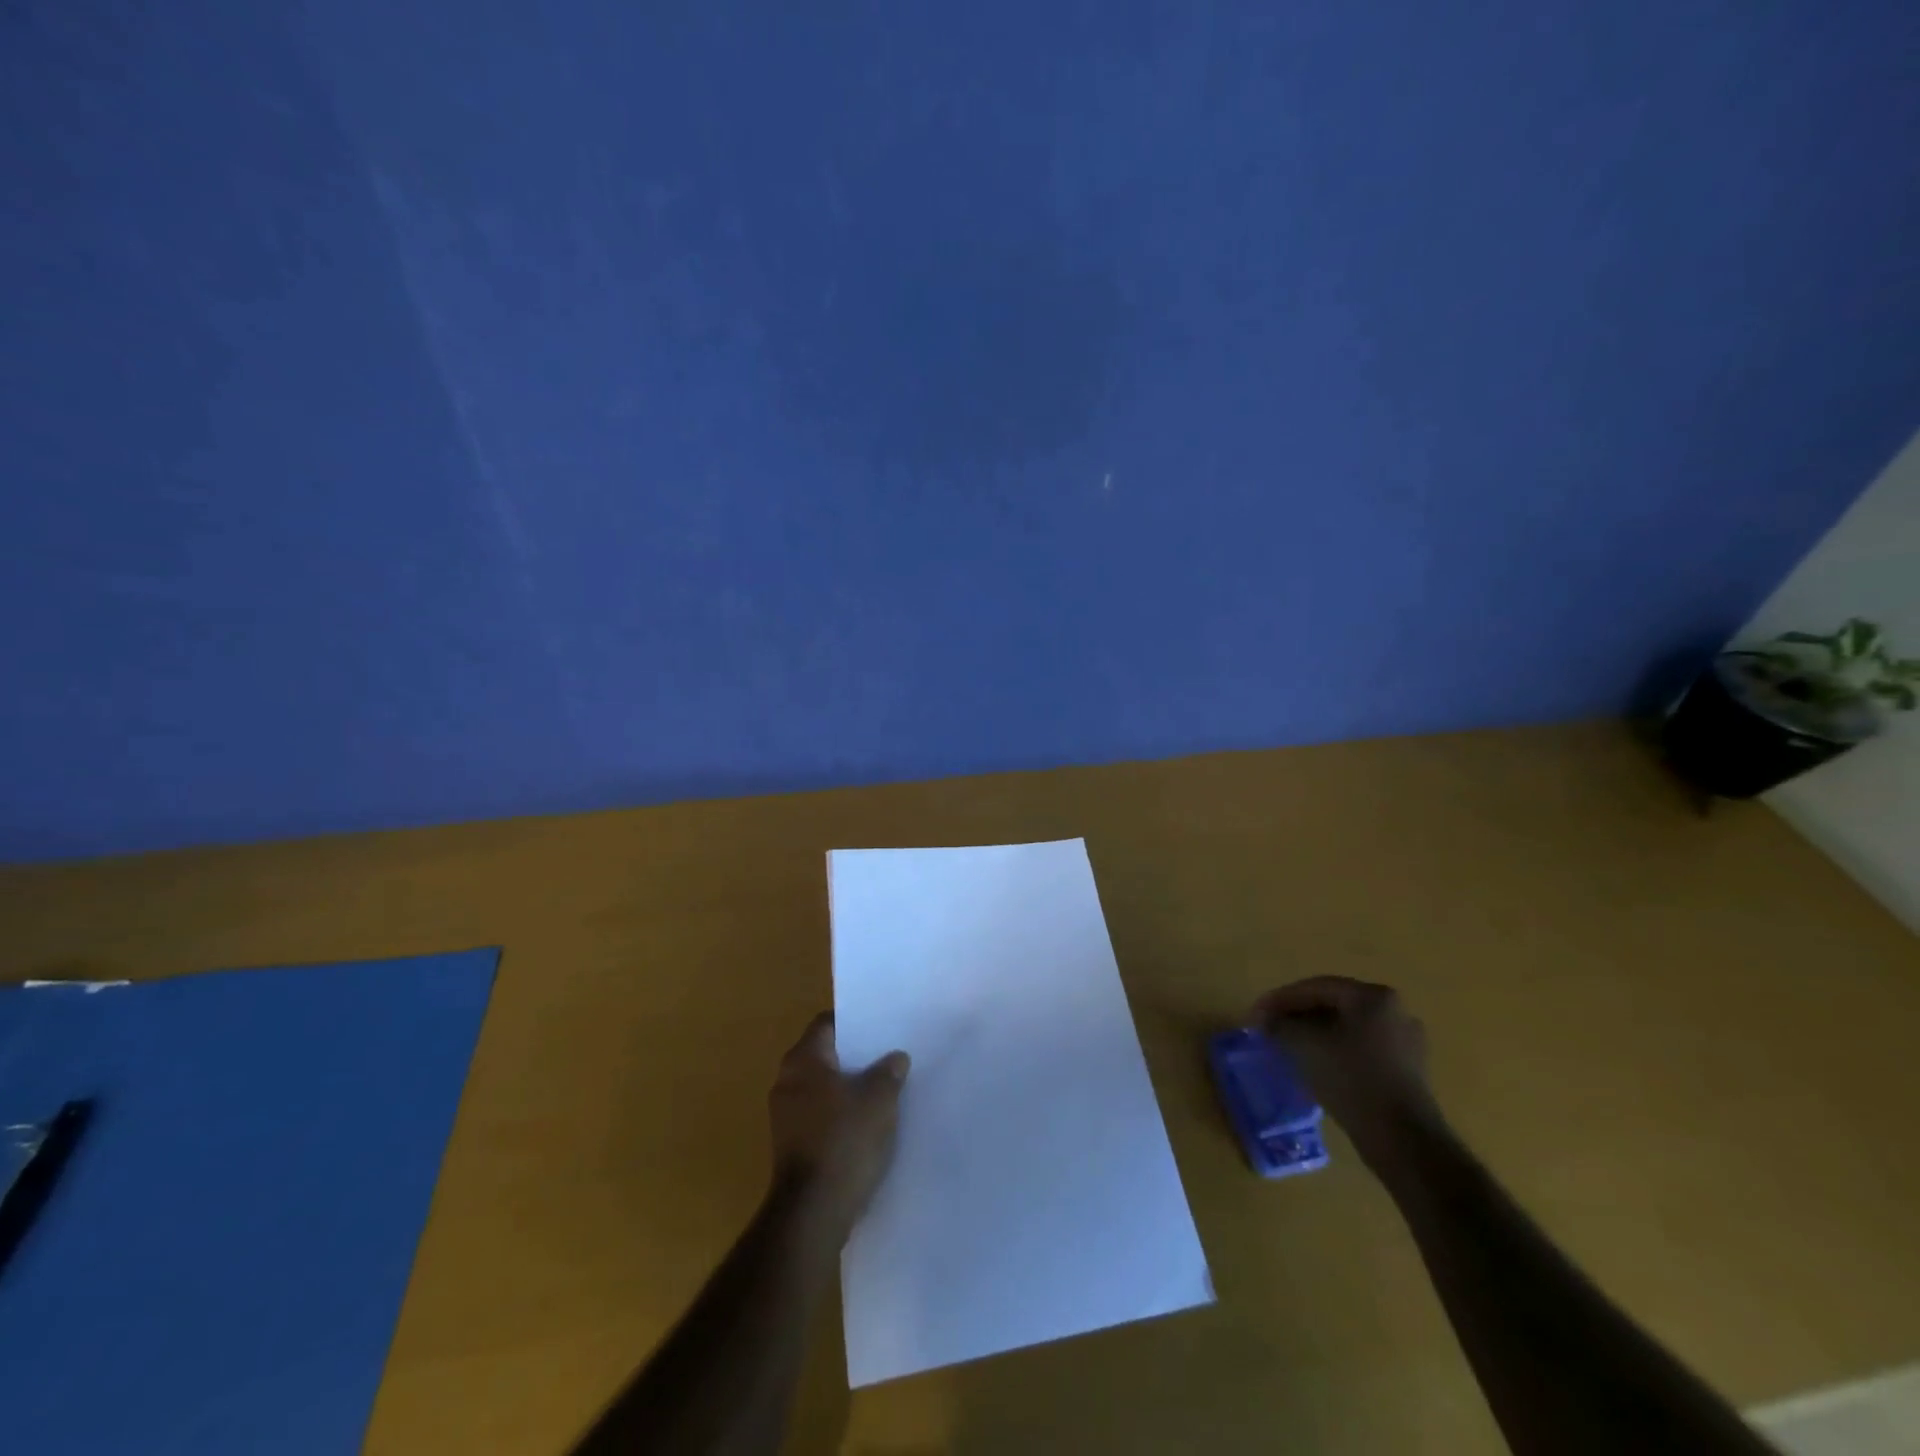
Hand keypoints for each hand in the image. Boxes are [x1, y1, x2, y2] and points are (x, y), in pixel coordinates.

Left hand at [768, 1012, 909, 1235]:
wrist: (813, 1213)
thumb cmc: (845, 1141)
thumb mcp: (879, 1100)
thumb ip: (889, 1072)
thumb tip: (895, 1058)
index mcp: (803, 1060)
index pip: (827, 1024)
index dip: (854, 1023)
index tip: (880, 1027)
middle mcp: (787, 1080)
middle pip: (824, 1055)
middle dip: (855, 1057)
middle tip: (888, 1056)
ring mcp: (785, 1115)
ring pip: (822, 1087)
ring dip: (848, 1088)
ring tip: (883, 1089)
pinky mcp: (790, 1145)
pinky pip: (819, 1115)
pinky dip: (840, 1114)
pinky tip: (867, 1124)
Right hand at [1249, 976, 1442, 1168]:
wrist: (1403, 1140)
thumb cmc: (1351, 1079)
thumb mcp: (1303, 1044)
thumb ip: (1280, 1024)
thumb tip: (1268, 1021)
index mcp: (1373, 996)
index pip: (1315, 987)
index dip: (1279, 999)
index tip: (1255, 1015)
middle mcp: (1395, 1011)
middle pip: (1333, 1004)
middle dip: (1297, 1015)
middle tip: (1270, 1028)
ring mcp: (1406, 1041)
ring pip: (1347, 1028)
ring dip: (1315, 1034)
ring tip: (1288, 1046)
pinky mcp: (1408, 1070)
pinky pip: (1361, 1049)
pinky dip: (1335, 1051)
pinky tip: (1317, 1065)